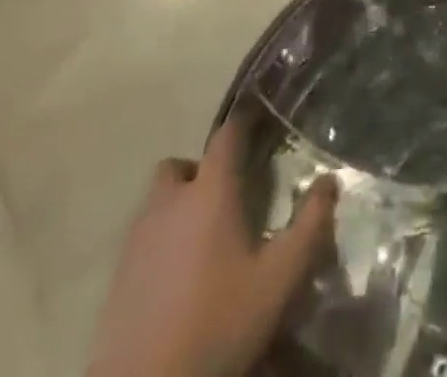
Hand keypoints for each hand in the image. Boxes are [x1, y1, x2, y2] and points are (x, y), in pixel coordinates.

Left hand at [86, 117, 336, 376]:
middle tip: (225, 197)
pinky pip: (141, 238)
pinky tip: (178, 276)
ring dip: (177, 205)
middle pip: (179, 165)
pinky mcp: (116, 277)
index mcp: (211, 191)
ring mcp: (137, 239)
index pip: (227, 135)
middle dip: (200, 171)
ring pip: (156, 201)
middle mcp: (170, 203)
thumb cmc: (219, 323)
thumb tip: (330, 180)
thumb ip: (310, 225)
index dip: (243, 123)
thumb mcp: (279, 278)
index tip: (259, 123)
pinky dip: (159, 242)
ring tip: (203, 239)